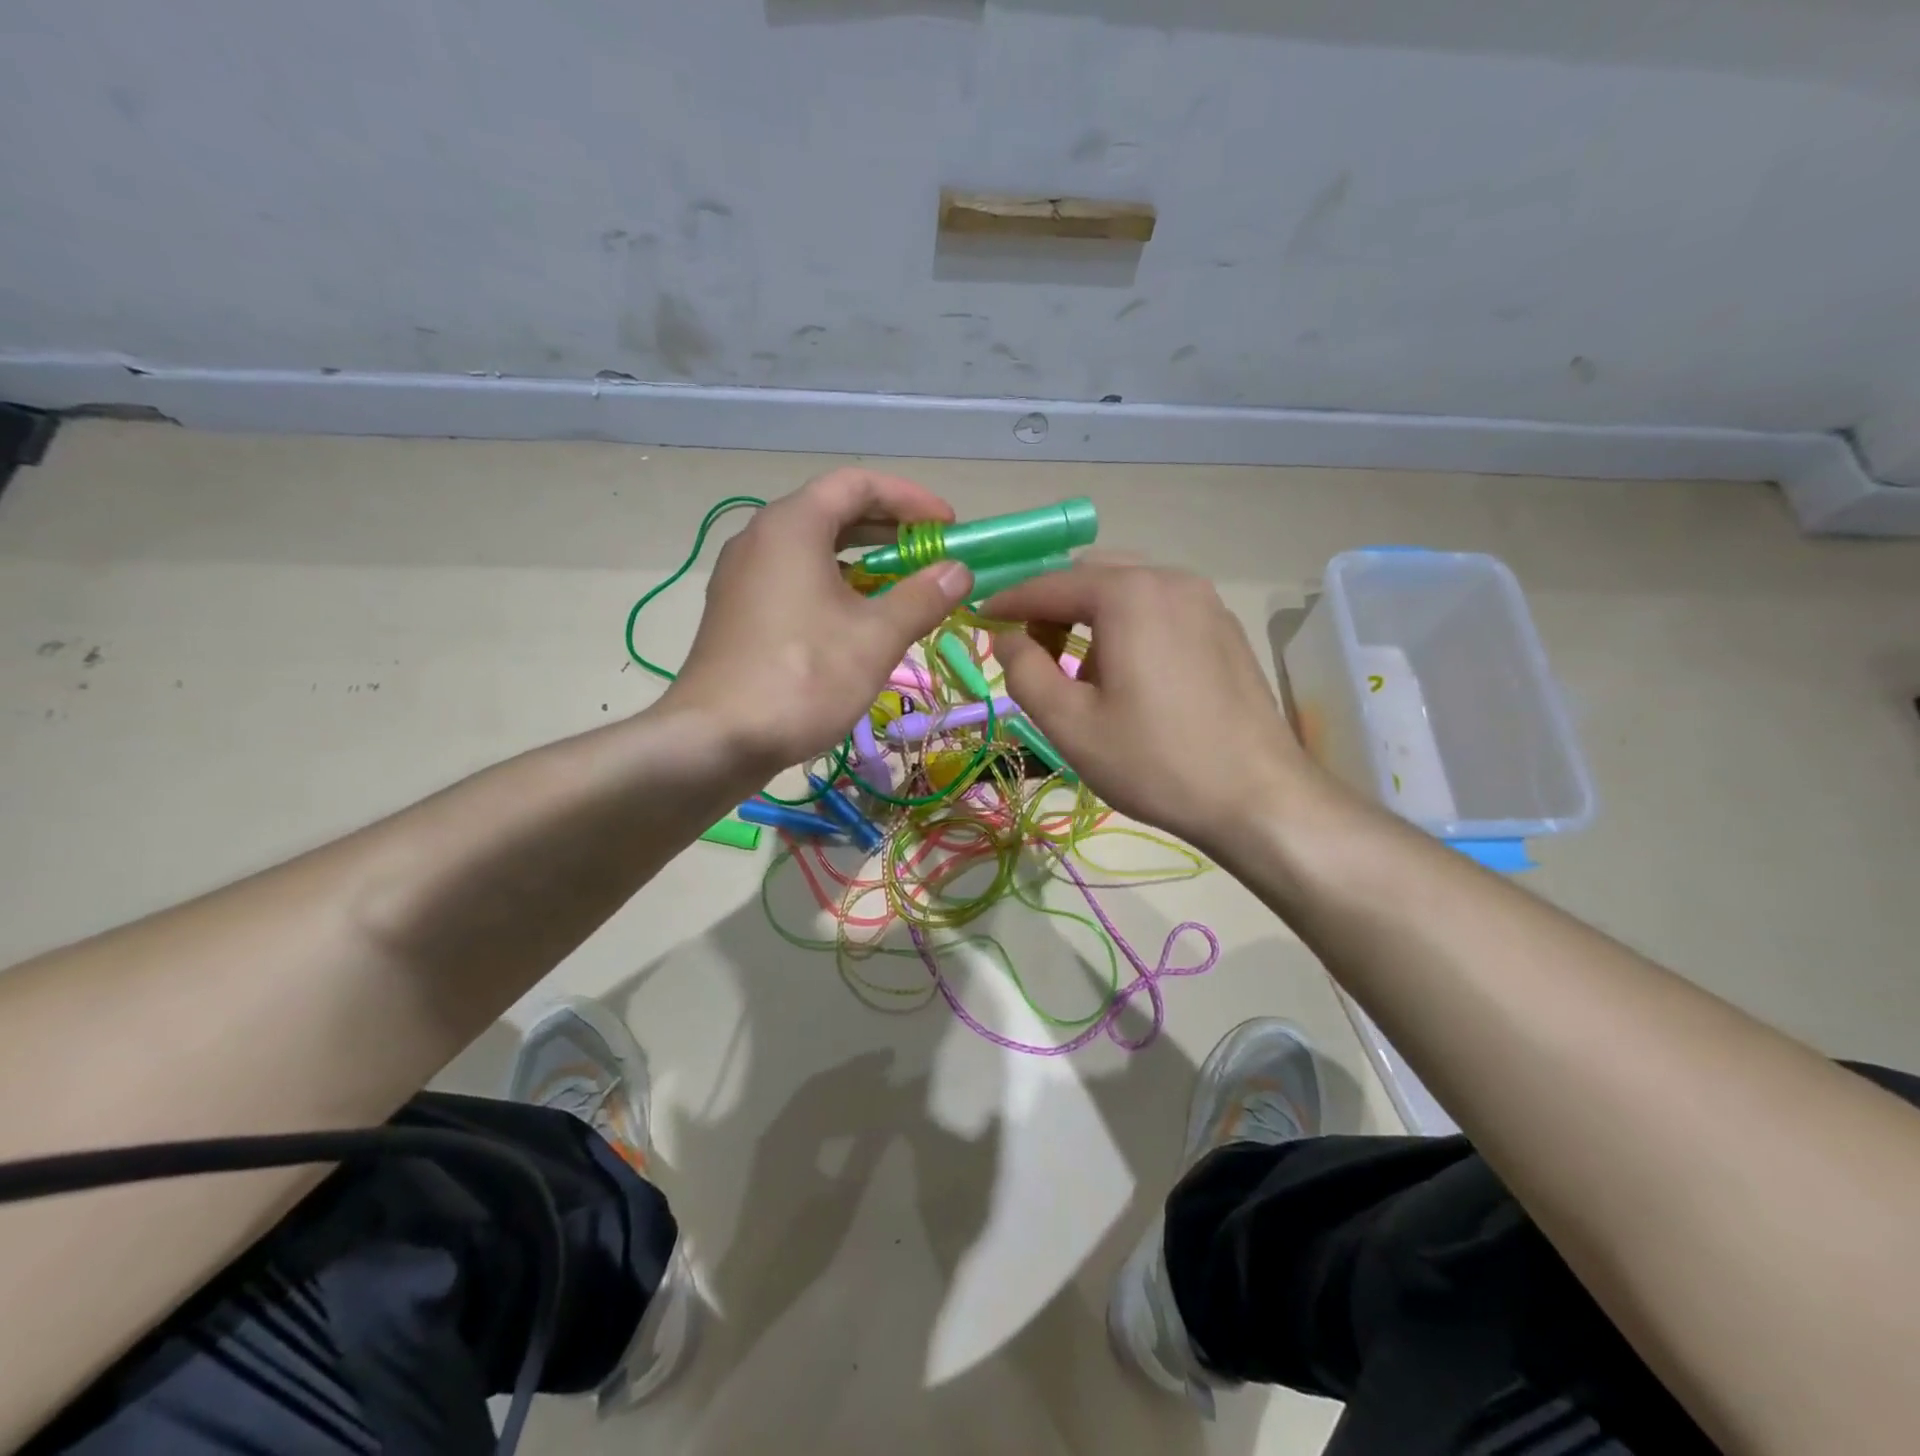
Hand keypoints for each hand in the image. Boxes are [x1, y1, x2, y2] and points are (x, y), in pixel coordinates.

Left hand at [666, 469, 973, 775]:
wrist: (716, 740)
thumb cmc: (803, 677)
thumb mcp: (876, 637)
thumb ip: (922, 597)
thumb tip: (958, 571)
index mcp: (792, 526)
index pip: (857, 484)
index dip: (910, 499)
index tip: (948, 527)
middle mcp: (761, 539)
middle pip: (833, 513)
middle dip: (889, 531)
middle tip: (932, 556)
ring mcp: (743, 578)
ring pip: (813, 551)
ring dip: (864, 562)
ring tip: (903, 589)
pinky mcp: (738, 614)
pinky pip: (794, 581)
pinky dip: (834, 587)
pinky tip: (858, 622)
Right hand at [986, 563, 1327, 854]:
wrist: (1258, 797)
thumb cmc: (1154, 761)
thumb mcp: (1069, 723)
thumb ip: (1024, 671)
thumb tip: (1008, 638)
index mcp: (1129, 594)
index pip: (1050, 583)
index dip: (1009, 601)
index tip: (981, 621)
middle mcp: (1170, 579)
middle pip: (1091, 575)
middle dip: (1052, 606)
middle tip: (1031, 651)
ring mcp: (1205, 600)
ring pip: (1128, 589)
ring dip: (1090, 617)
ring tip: (1078, 671)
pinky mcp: (1223, 627)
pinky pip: (1159, 608)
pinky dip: (1127, 625)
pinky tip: (1126, 674)